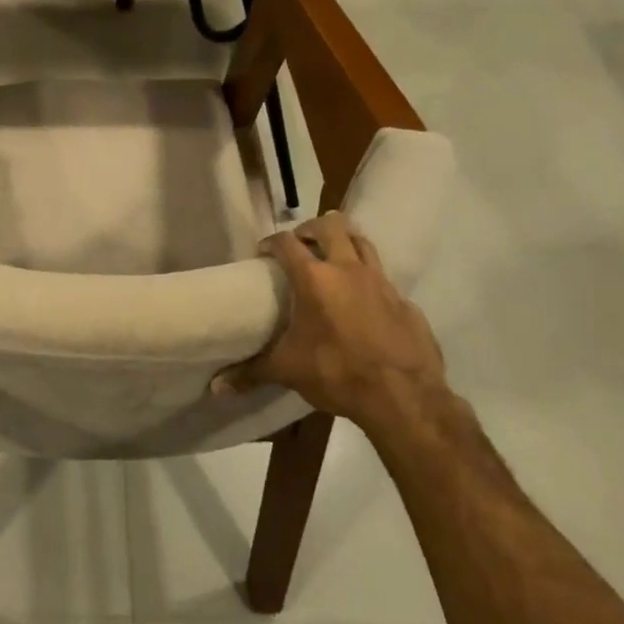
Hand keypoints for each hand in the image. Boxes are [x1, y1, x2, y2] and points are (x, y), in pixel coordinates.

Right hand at [212, 211, 445, 428]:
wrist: (404, 398)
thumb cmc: (337, 373)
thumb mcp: (287, 371)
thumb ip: (251, 372)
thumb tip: (216, 387)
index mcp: (314, 278)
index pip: (286, 242)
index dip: (272, 242)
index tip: (264, 254)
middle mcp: (348, 269)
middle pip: (331, 225)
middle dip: (312, 229)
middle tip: (302, 245)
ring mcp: (381, 283)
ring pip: (363, 242)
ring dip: (345, 244)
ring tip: (334, 260)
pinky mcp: (406, 303)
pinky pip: (385, 280)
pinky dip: (370, 283)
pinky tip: (365, 305)